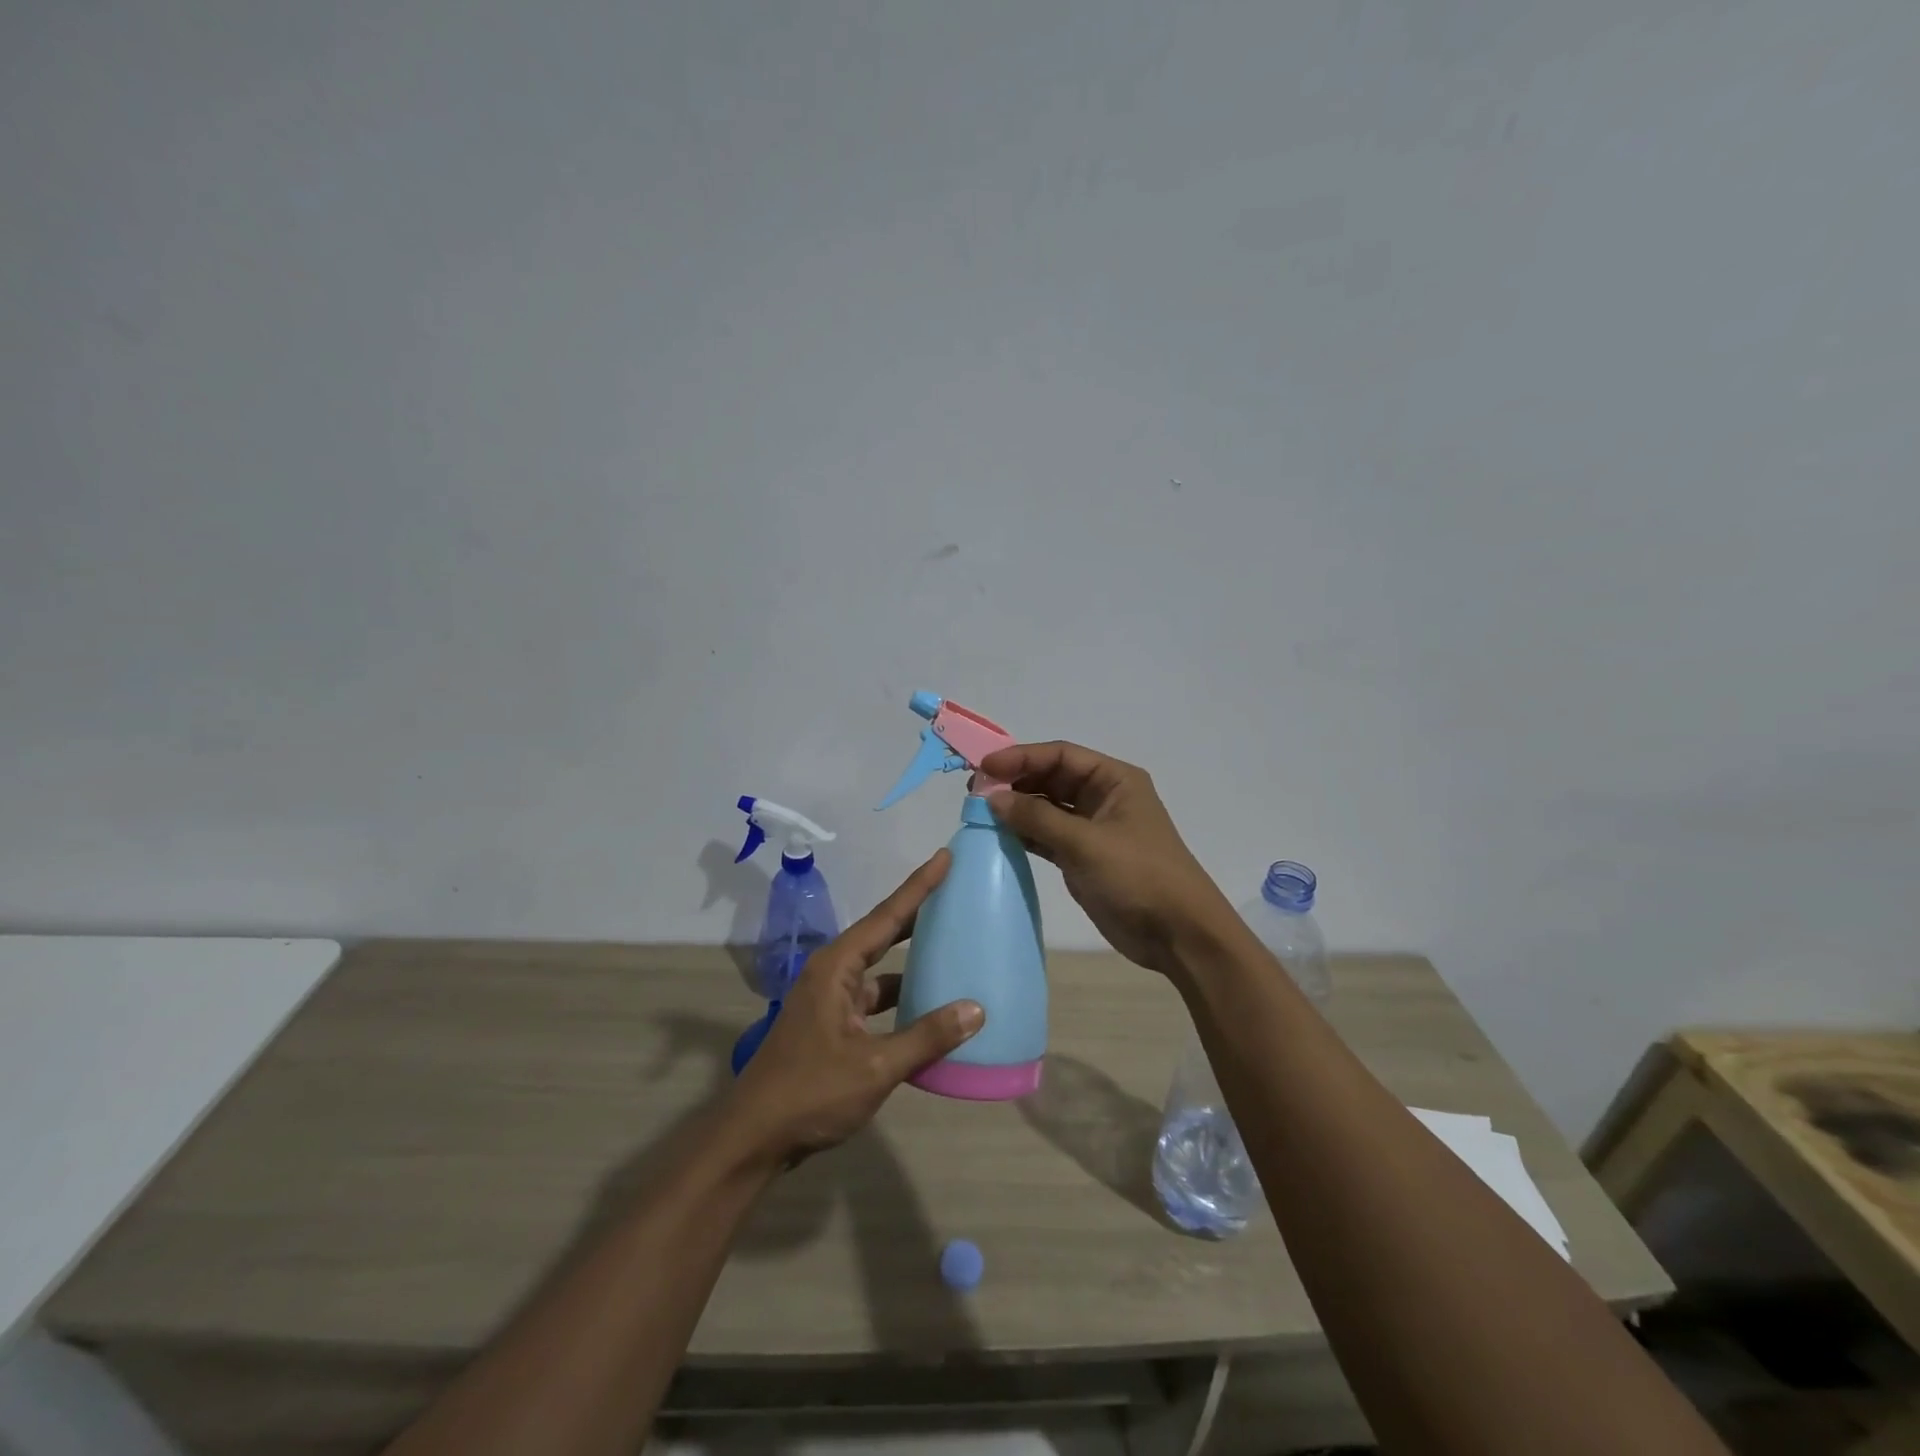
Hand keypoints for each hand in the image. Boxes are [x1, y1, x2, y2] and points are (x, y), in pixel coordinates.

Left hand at [727, 850, 984, 1162]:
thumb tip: (975, 1009)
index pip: (886, 916)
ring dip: (912, 961)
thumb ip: (926, 1037)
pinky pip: (876, 1000)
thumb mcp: (874, 1066)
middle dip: (917, 913)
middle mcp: (833, 974)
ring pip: (881, 970)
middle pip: (883, 934)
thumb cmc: (810, 1093)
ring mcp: (831, 1001)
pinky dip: (903, 998)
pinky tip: (932, 1008)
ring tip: (954, 946)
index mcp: (836, 968)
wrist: (754, 1139)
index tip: (945, 856)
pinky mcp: (834, 1026)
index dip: (918, 886)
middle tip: (955, 891)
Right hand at [982, 741, 1236, 975]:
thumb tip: (993, 797)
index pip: (1060, 755)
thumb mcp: (1086, 843)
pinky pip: (1048, 835)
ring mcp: (1094, 828)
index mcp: (1114, 780)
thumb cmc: (1138, 876)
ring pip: (1047, 807)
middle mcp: (1104, 797)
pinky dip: (1026, 833)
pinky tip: (999, 835)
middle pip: (1052, 778)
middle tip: (974, 791)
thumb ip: (1037, 817)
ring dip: (1017, 807)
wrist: (1178, 934)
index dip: (1021, 757)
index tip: (984, 767)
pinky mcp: (1084, 857)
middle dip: (1015, 781)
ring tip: (980, 811)